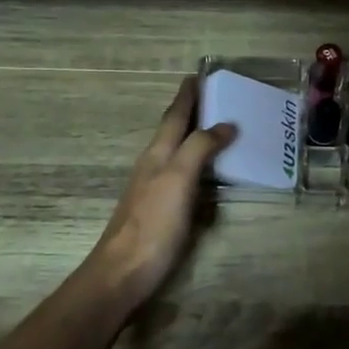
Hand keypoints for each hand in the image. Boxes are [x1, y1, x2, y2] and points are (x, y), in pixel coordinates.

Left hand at [83, 78, 235, 311]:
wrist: (123, 273)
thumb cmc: (153, 223)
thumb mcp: (178, 179)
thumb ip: (200, 148)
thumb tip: (226, 123)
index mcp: (157, 153)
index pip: (174, 116)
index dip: (187, 96)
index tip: (198, 75)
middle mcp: (153, 166)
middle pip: (174, 131)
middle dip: (192, 112)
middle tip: (215, 97)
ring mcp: (154, 189)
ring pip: (177, 153)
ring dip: (195, 137)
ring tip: (218, 129)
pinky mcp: (160, 211)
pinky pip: (183, 176)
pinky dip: (197, 165)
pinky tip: (207, 174)